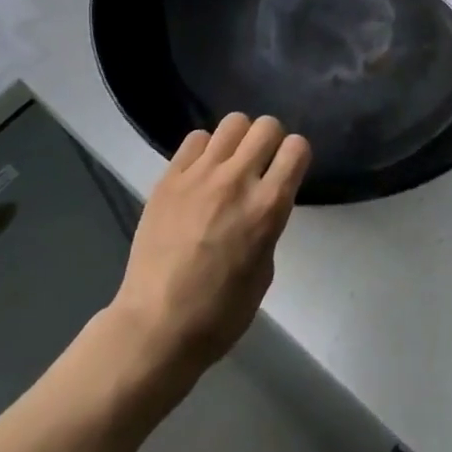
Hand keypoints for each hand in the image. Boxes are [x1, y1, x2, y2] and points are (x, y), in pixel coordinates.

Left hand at [103, 114, 310, 389]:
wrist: (153, 329)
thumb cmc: (218, 315)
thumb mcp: (264, 271)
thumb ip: (268, 224)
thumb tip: (262, 203)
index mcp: (267, 207)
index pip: (297, 147)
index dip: (296, 156)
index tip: (288, 170)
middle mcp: (237, 180)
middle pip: (267, 125)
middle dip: (270, 141)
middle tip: (260, 165)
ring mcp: (200, 175)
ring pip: (233, 122)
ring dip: (238, 140)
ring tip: (229, 164)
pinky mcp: (170, 178)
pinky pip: (196, 139)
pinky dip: (204, 150)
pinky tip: (200, 174)